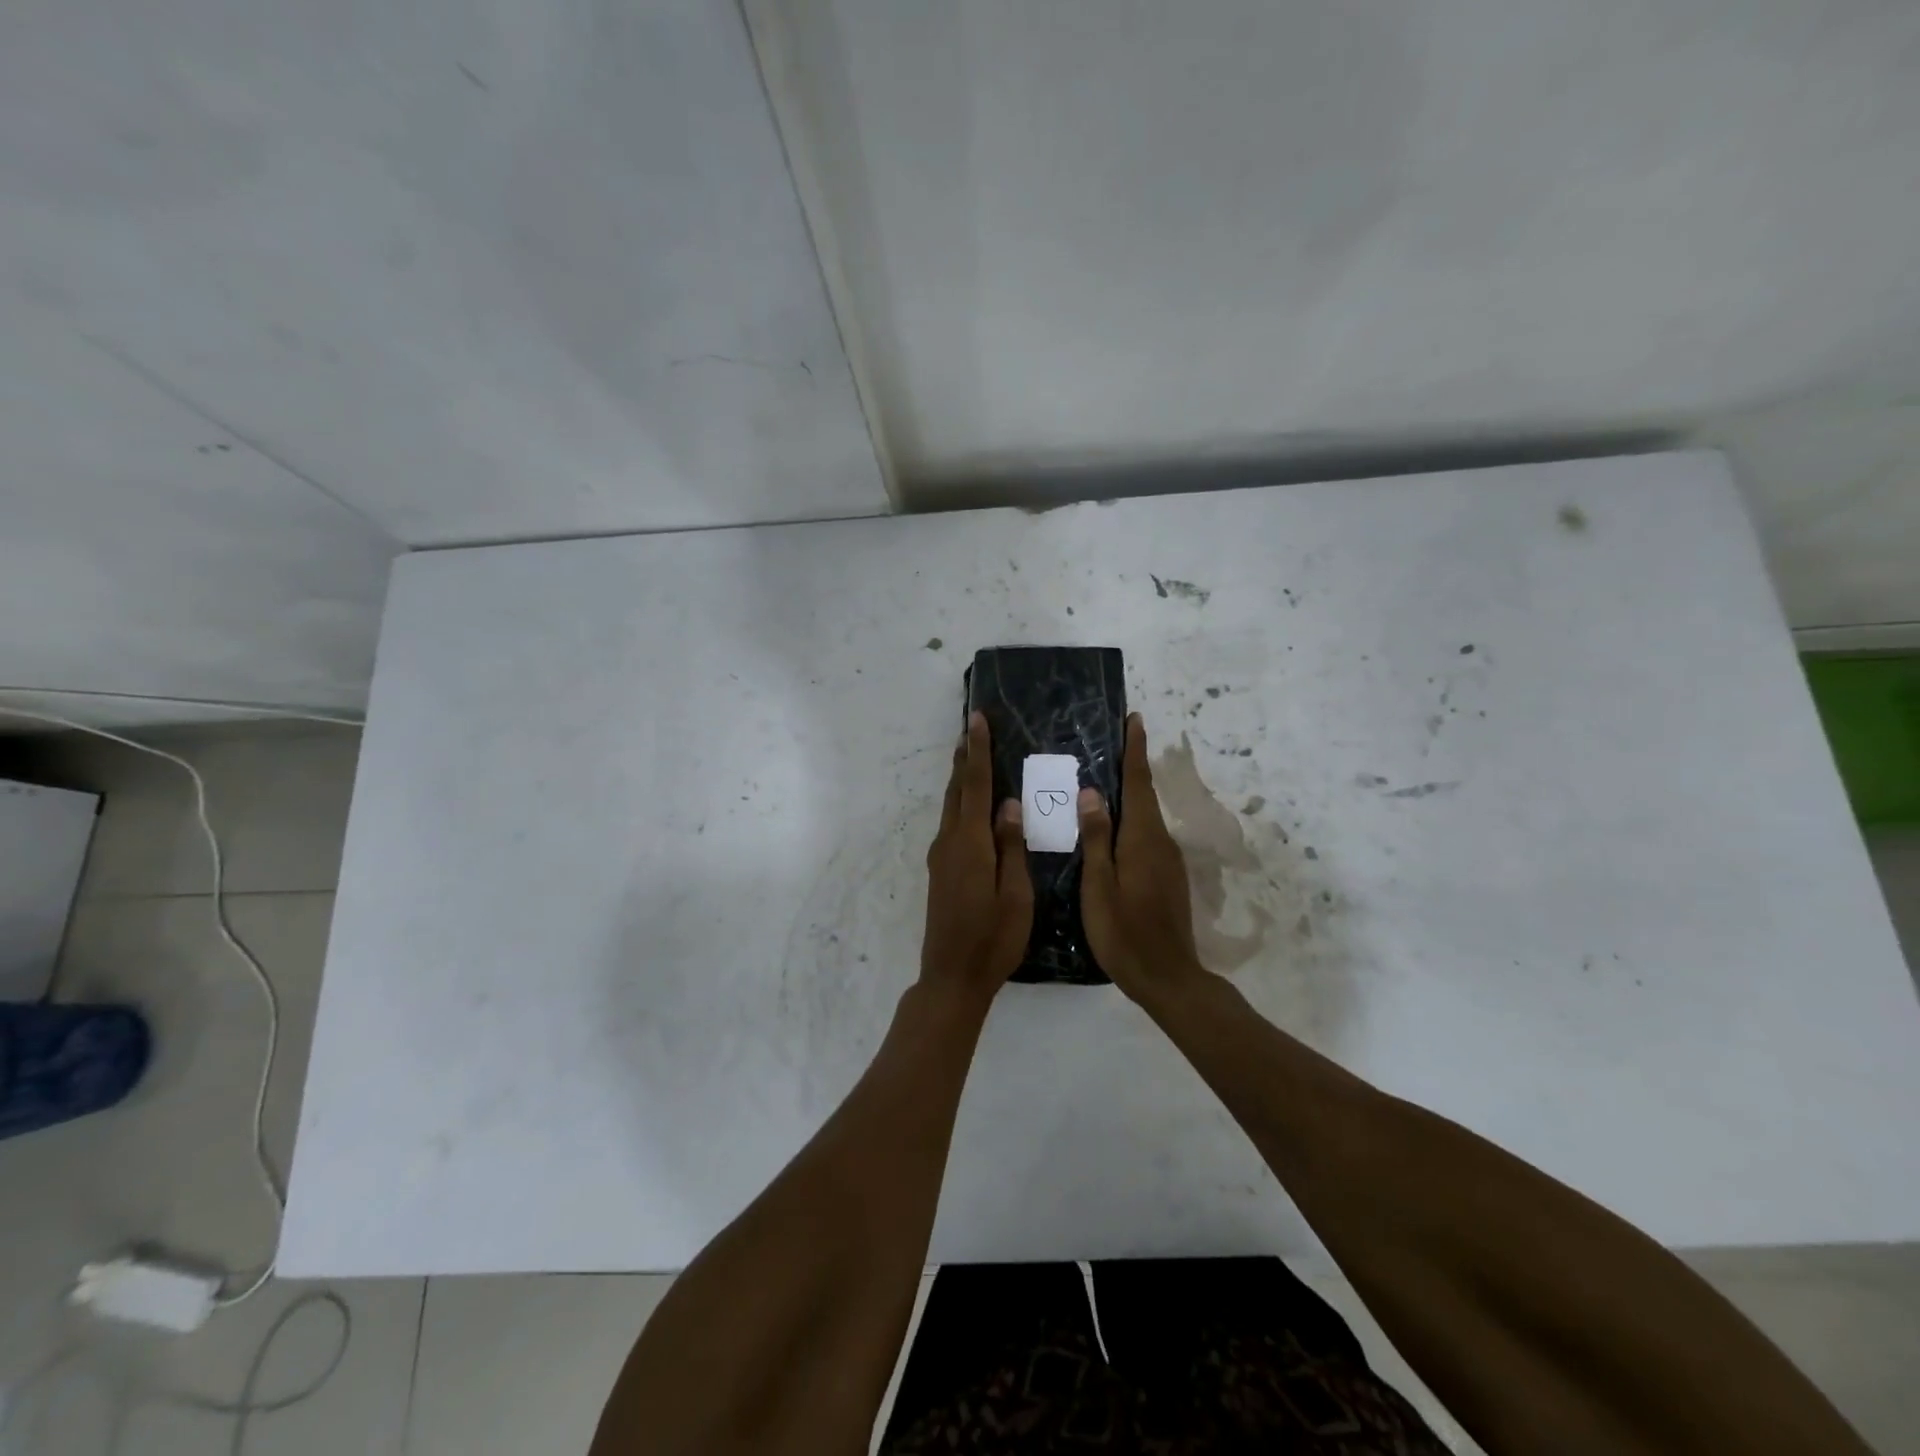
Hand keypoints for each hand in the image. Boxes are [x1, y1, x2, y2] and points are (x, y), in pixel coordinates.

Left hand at [920, 712, 1032, 1005]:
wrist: (952, 977)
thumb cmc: (993, 939)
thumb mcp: (1016, 895)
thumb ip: (1011, 847)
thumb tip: (1010, 804)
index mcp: (971, 845)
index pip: (974, 787)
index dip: (977, 752)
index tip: (976, 720)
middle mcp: (950, 843)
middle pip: (956, 790)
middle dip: (964, 757)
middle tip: (972, 727)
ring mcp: (941, 857)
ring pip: (950, 806)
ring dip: (959, 778)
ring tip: (970, 755)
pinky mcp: (940, 870)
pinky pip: (951, 824)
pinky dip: (960, 803)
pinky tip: (972, 806)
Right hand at [1078, 714, 1213, 1010]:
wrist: (1167, 976)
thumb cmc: (1124, 932)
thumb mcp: (1100, 886)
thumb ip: (1096, 838)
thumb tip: (1092, 793)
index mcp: (1141, 839)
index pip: (1138, 783)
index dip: (1135, 751)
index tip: (1134, 719)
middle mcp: (1160, 842)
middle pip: (1144, 795)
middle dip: (1130, 766)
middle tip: (1109, 742)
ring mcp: (1167, 860)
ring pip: (1145, 816)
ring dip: (1129, 793)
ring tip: (1102, 778)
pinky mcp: (1167, 876)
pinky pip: (1146, 835)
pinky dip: (1131, 819)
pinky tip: (1112, 826)